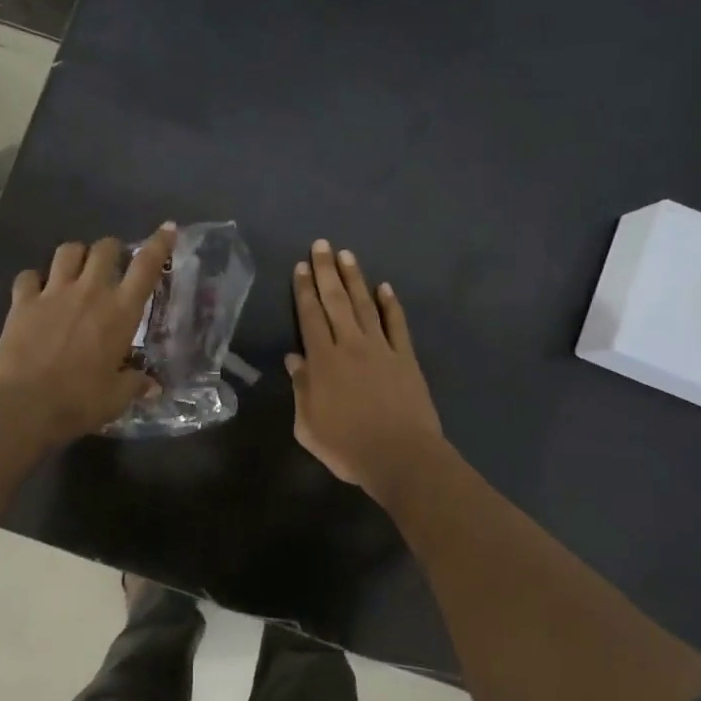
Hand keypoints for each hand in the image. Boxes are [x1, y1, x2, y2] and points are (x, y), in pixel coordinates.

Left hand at [0, 223, 176, 446]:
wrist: (25, 406)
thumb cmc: (80, 401)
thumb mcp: (117, 397)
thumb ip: (136, 383)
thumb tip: (153, 386)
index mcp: (121, 311)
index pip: (147, 266)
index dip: (159, 243)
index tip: (167, 229)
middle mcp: (90, 291)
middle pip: (105, 248)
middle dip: (112, 250)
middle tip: (112, 265)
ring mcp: (53, 292)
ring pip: (67, 251)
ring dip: (76, 255)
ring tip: (76, 270)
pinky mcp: (22, 302)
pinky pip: (28, 276)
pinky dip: (34, 280)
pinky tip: (36, 291)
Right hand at [287, 239, 443, 497]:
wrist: (401, 456)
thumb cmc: (348, 447)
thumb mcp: (309, 426)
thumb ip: (300, 389)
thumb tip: (294, 360)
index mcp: (324, 361)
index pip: (310, 317)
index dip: (304, 291)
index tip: (301, 267)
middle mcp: (351, 346)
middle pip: (336, 301)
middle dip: (326, 271)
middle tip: (321, 244)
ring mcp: (381, 349)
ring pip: (365, 305)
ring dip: (355, 279)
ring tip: (347, 255)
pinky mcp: (406, 358)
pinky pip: (397, 324)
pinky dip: (391, 305)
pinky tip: (385, 287)